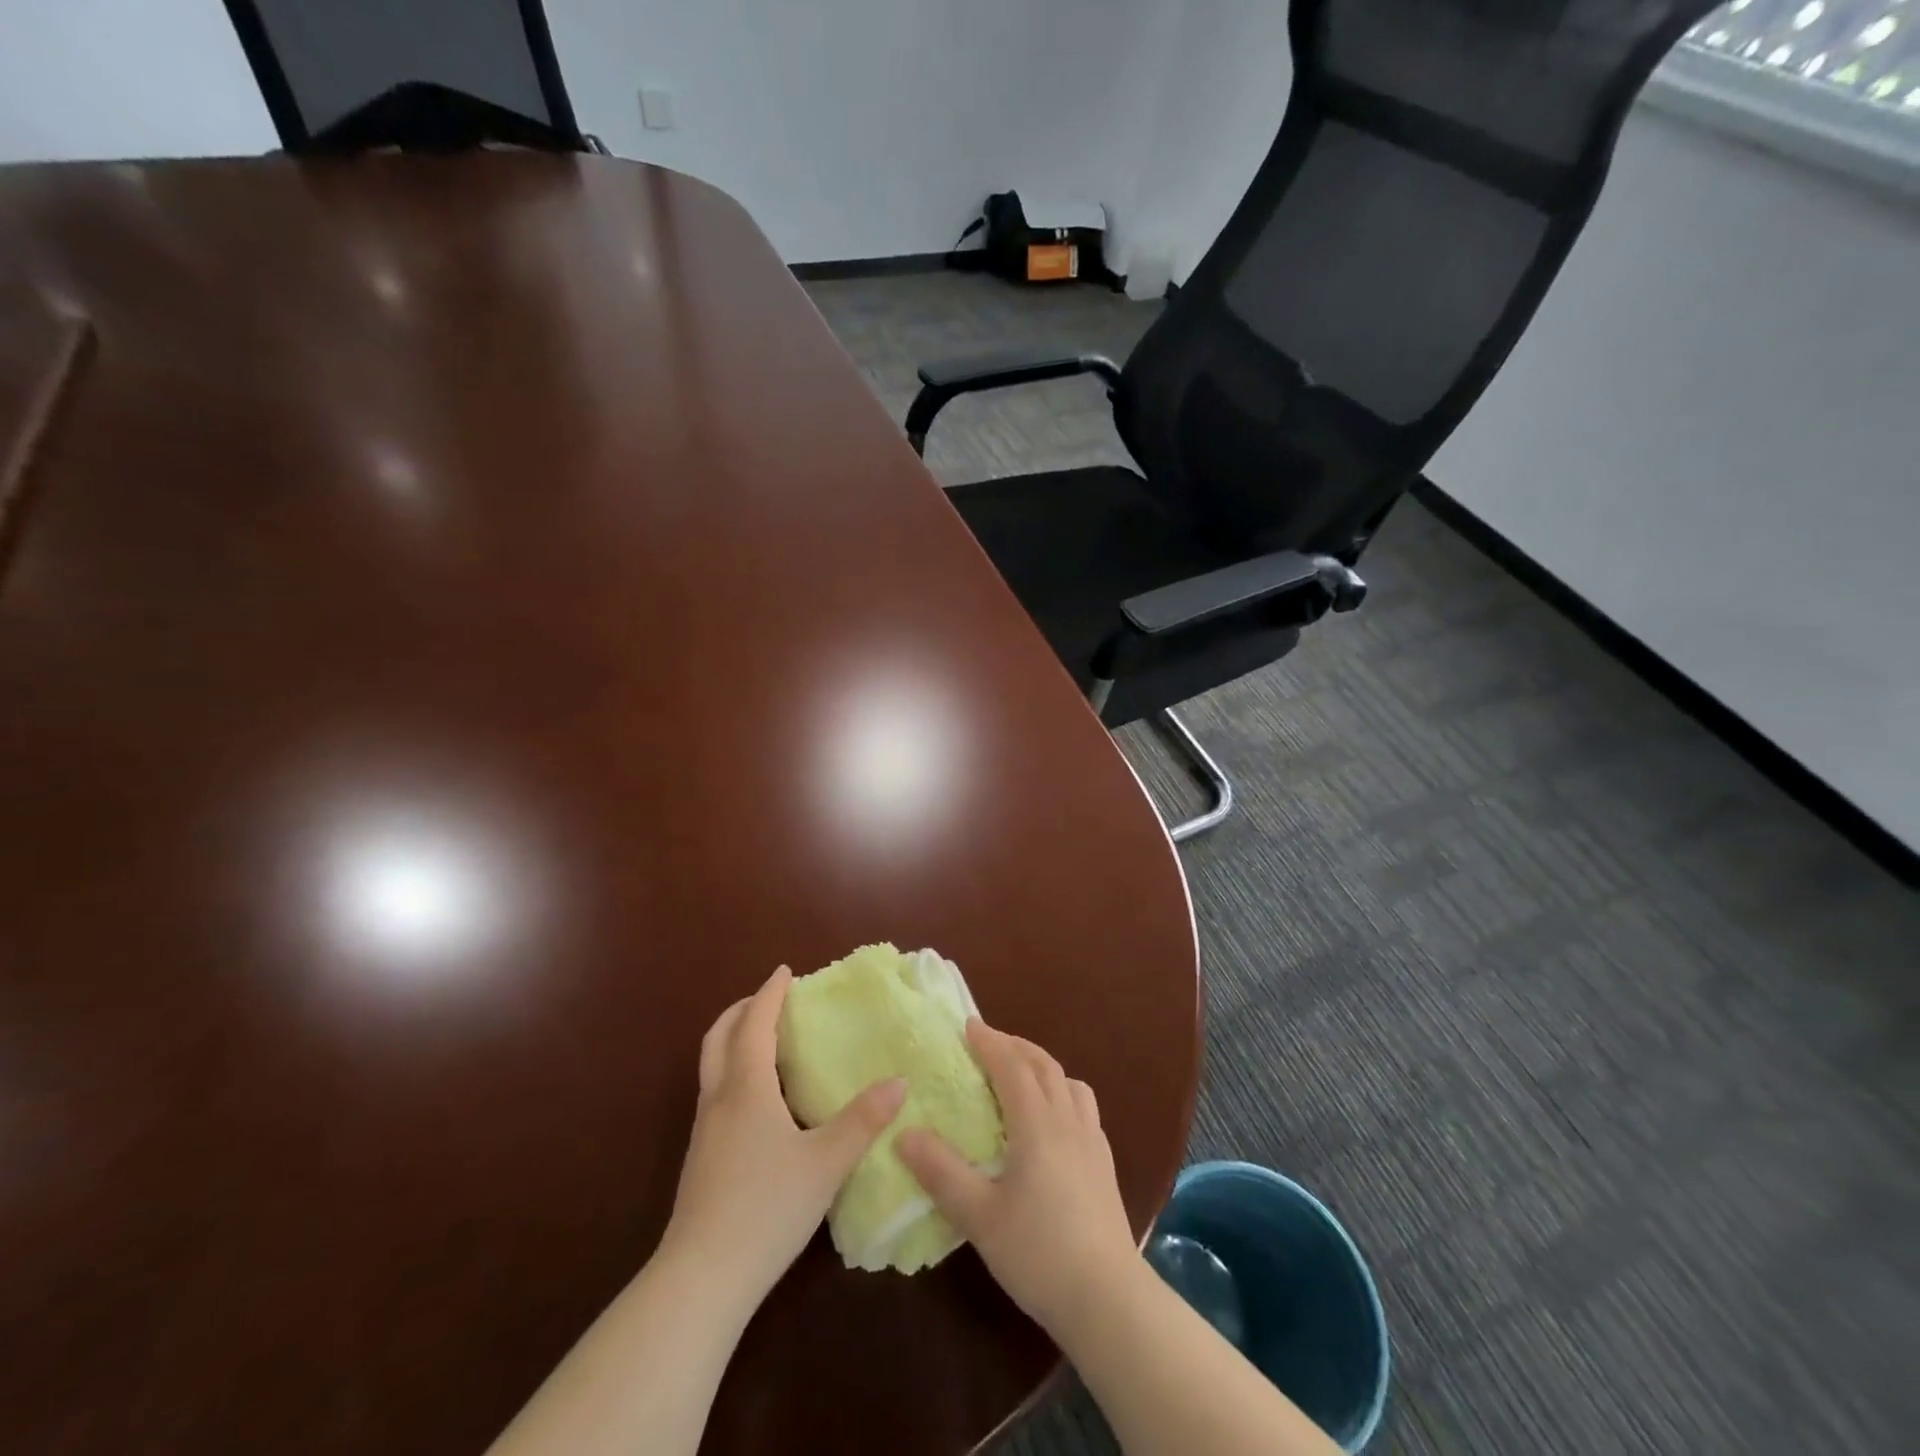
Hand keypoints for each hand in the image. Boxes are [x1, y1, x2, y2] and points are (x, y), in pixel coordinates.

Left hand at [660, 966, 906, 1306]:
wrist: (702, 1278)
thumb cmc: (767, 1207)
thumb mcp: (826, 1162)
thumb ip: (863, 1120)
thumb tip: (899, 1081)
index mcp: (747, 1088)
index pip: (755, 1024)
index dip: (769, 994)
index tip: (785, 971)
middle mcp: (720, 1099)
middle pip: (719, 1038)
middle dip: (741, 1011)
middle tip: (769, 999)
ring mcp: (704, 1131)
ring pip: (712, 1066)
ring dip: (734, 1040)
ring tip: (766, 1041)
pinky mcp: (701, 1159)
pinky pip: (716, 1093)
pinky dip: (734, 1071)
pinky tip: (758, 1099)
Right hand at [896, 1020, 1137, 1333]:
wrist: (1107, 1299)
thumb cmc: (1038, 1252)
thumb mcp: (979, 1216)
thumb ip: (941, 1172)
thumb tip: (904, 1133)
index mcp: (1037, 1124)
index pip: (1012, 1066)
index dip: (990, 1042)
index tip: (968, 1026)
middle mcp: (1068, 1120)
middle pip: (1044, 1066)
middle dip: (1015, 1046)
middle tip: (989, 1043)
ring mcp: (1092, 1141)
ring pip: (1069, 1083)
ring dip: (1043, 1067)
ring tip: (1022, 1075)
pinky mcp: (1105, 1165)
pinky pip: (1084, 1108)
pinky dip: (1064, 1094)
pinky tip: (1055, 1121)